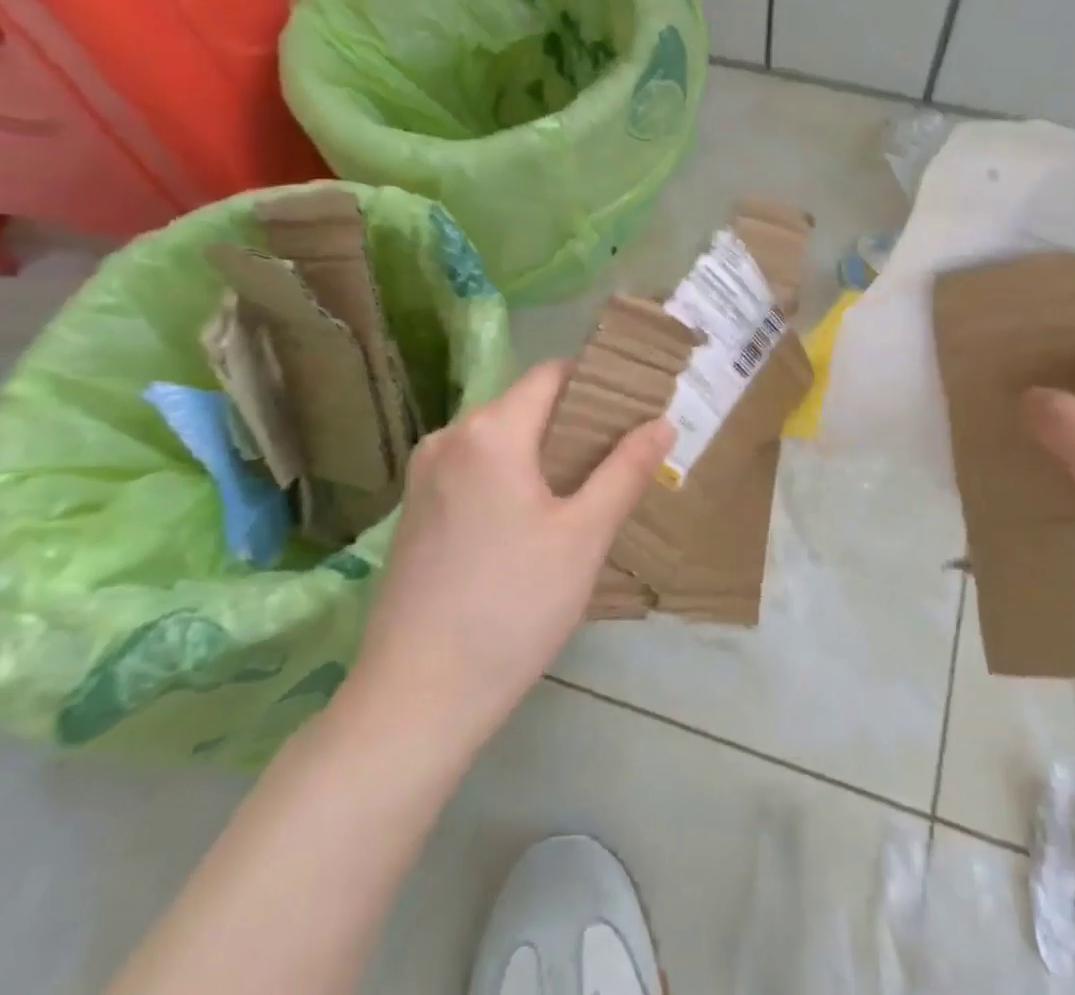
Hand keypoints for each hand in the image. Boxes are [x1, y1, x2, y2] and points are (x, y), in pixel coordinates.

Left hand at [342, 360, 673, 756]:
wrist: (415, 700)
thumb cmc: (512, 608)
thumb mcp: (584, 537)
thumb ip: (625, 471)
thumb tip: (661, 423)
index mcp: (490, 431)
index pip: (551, 374)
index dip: (596, 381)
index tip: (635, 405)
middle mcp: (449, 438)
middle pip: (523, 405)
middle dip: (574, 421)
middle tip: (622, 453)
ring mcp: (423, 475)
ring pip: (498, 440)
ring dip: (542, 451)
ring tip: (586, 487)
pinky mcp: (413, 511)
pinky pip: (473, 470)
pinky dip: (509, 476)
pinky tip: (534, 519)